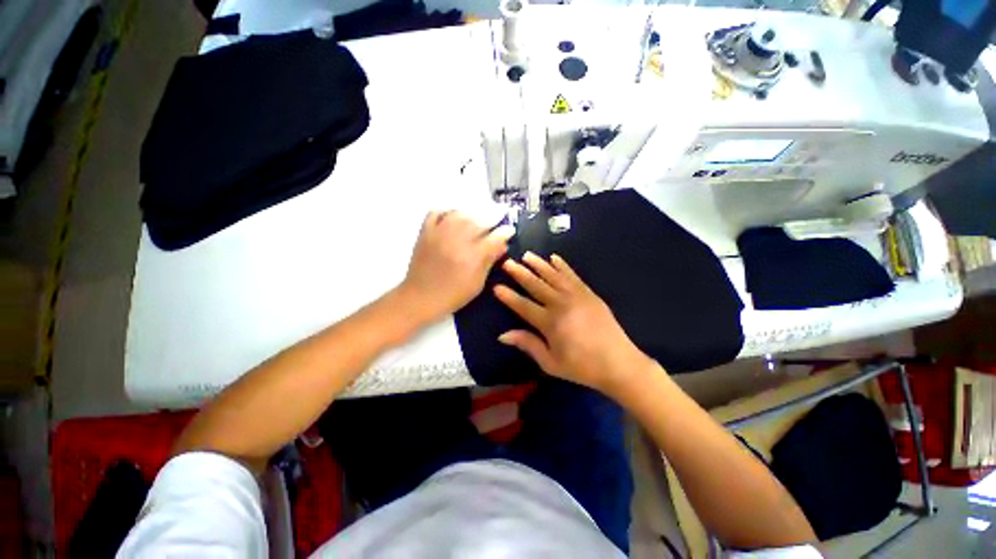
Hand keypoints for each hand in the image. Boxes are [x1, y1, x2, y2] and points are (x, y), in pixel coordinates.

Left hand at [399, 211, 513, 323]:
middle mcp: (457, 241)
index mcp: (472, 257)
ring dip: (472, 213)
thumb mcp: (477, 283)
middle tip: (498, 217)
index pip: (494, 238)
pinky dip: (447, 211)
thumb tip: (503, 245)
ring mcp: (439, 234)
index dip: (505, 232)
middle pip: (478, 221)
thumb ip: (490, 261)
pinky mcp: (425, 232)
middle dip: (492, 217)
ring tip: (478, 216)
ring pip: (459, 214)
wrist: (420, 297)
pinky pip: (436, 213)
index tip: (510, 229)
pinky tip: (454, 217)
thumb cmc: (453, 295)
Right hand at [494, 252, 656, 395]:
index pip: (523, 306)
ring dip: (539, 264)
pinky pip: (573, 275)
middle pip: (536, 286)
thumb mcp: (551, 363)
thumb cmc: (582, 367)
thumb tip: (502, 335)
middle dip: (520, 273)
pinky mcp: (589, 293)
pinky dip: (562, 265)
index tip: (496, 286)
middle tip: (507, 262)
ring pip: (553, 276)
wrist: (619, 363)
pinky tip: (554, 257)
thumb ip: (528, 344)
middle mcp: (561, 304)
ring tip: (527, 255)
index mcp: (550, 323)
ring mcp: (577, 296)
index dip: (509, 296)